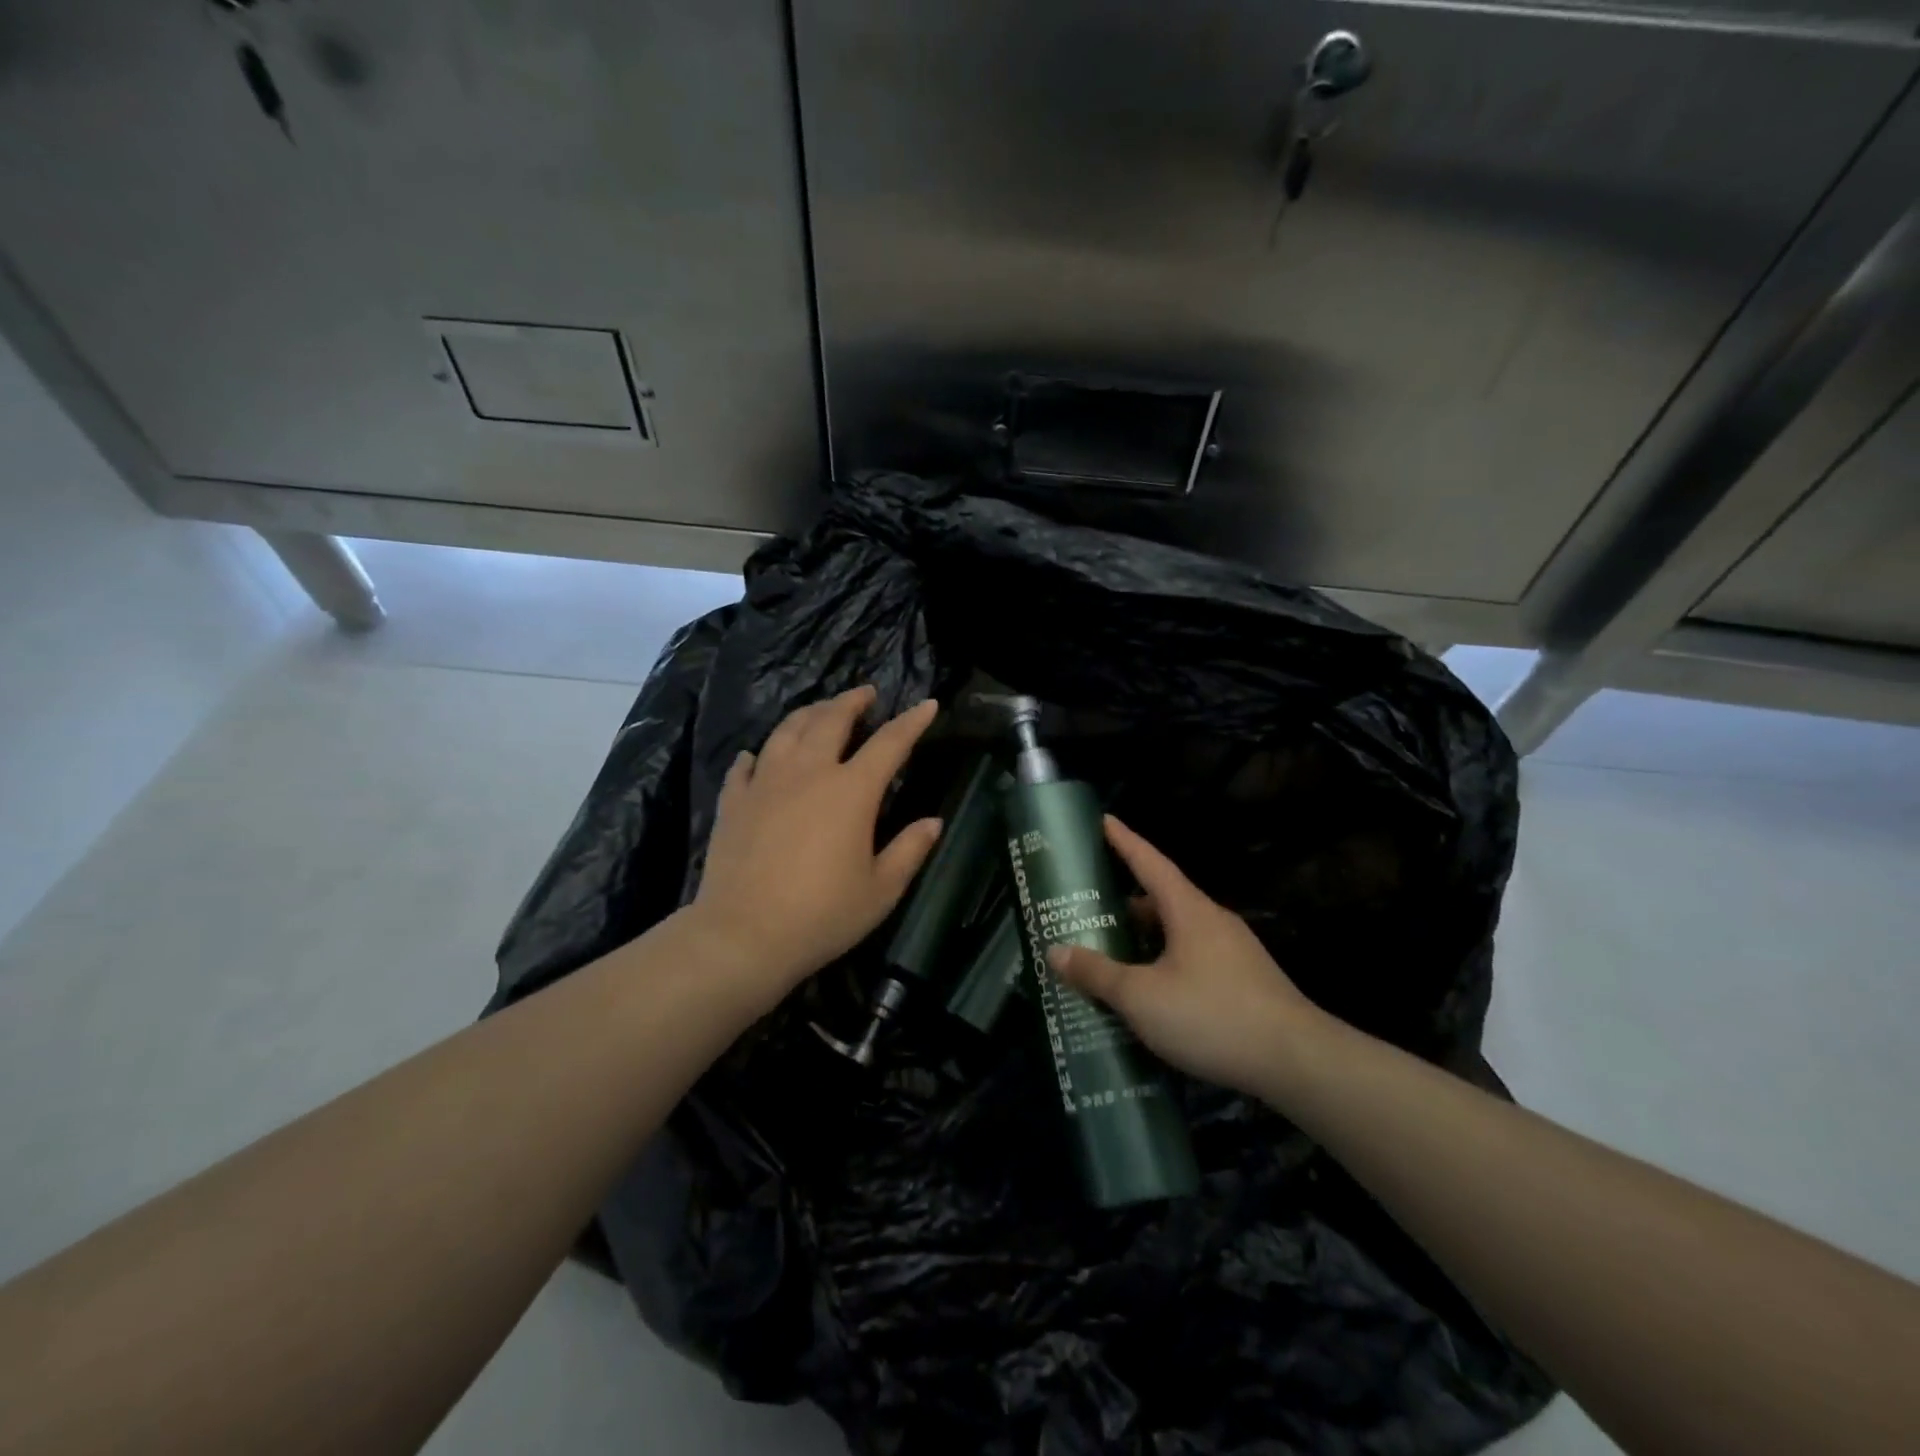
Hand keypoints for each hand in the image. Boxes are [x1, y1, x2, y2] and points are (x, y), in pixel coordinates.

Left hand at [686, 686, 942, 1013]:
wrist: (743, 935)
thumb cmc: (822, 915)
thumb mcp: (881, 890)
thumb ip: (910, 850)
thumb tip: (933, 822)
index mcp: (851, 790)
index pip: (890, 743)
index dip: (912, 721)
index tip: (927, 704)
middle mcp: (809, 772)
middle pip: (831, 720)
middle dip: (852, 701)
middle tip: (865, 694)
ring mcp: (766, 782)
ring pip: (787, 730)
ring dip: (808, 714)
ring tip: (820, 710)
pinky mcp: (735, 801)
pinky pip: (746, 765)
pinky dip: (757, 754)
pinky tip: (757, 755)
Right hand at [1047, 816, 1323, 1095]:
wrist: (1297, 1061)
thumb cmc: (1212, 1015)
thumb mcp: (1141, 997)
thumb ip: (1097, 973)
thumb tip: (1056, 951)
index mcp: (1188, 911)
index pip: (1150, 862)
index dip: (1124, 841)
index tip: (1104, 820)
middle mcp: (1213, 921)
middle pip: (1162, 900)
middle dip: (1126, 902)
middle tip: (1090, 909)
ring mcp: (1233, 952)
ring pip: (1178, 934)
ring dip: (1146, 938)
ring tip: (1114, 954)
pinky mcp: (1245, 982)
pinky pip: (1194, 960)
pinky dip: (1165, 964)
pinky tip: (1152, 994)